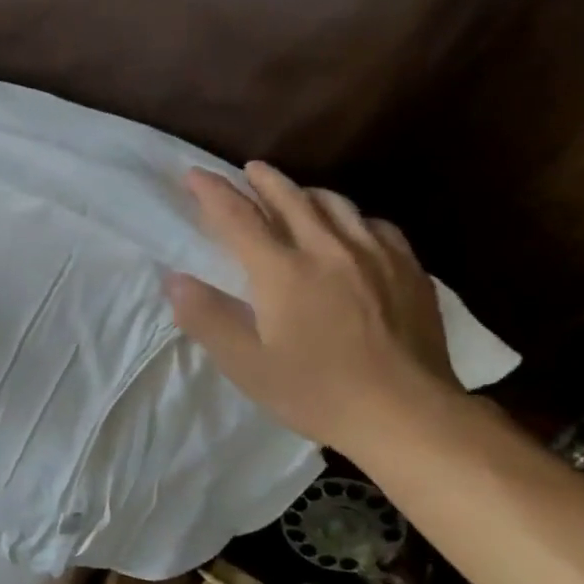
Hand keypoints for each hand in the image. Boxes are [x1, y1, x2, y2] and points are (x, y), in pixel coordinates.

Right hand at [164, 163, 460, 457]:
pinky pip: (375, 225)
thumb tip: (175, 280)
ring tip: (295, 193)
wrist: (407, 413)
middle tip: (248, 170)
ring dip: (306, 192)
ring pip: (336, 205)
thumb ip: (208, 318)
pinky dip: (351, 217)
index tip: (195, 175)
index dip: (213, 193)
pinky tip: (352, 229)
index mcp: (283, 271)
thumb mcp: (247, 365)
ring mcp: (374, 255)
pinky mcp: (408, 269)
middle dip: (264, 181)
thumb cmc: (317, 392)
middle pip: (290, 199)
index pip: (239, 218)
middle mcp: (328, 249)